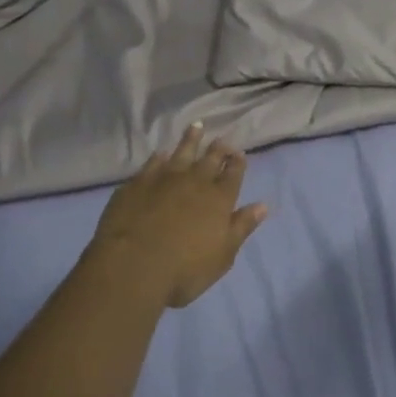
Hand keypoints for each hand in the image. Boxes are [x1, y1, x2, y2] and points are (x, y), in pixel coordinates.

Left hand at [91, 125, 268, 308]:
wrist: (132, 266)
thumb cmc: (184, 269)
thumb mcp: (223, 255)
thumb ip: (242, 227)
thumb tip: (262, 205)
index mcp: (219, 199)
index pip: (234, 173)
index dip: (238, 162)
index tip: (240, 154)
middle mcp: (195, 181)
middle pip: (211, 158)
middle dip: (219, 148)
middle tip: (222, 140)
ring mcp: (164, 178)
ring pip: (182, 151)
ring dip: (191, 139)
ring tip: (196, 127)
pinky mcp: (138, 183)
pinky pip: (153, 163)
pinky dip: (159, 157)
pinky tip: (160, 154)